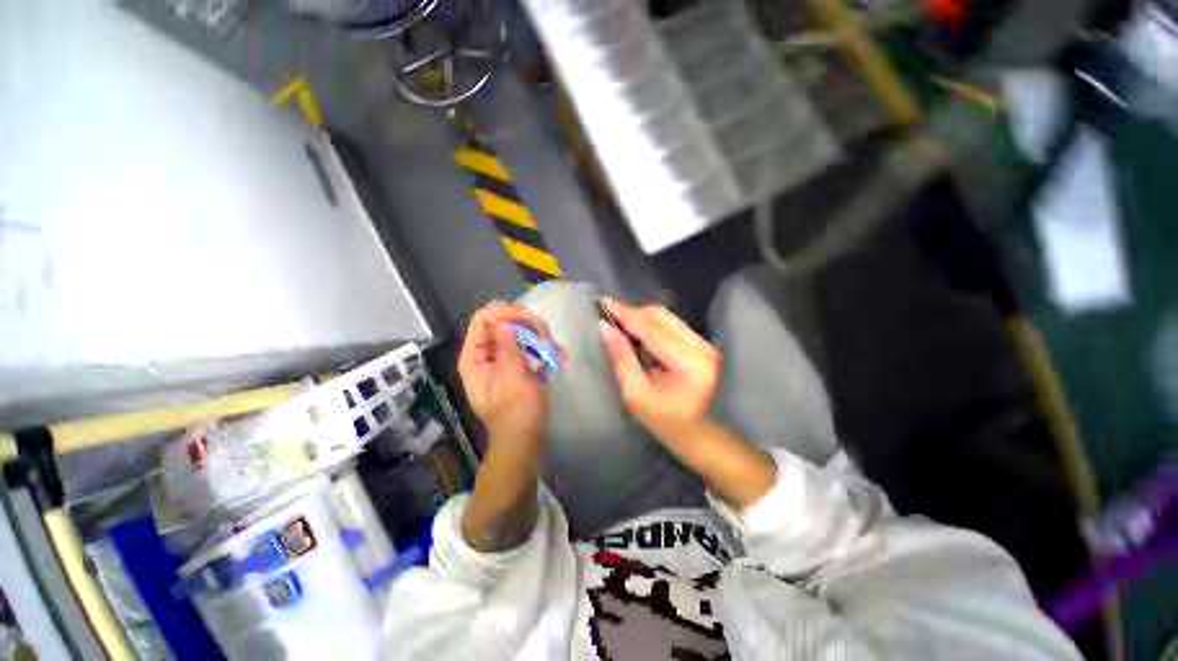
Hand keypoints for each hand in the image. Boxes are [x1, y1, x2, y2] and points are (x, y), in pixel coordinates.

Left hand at [457, 301, 553, 550]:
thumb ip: (507, 346)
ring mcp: (505, 357)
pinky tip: (557, 358)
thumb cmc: (516, 411)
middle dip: (527, 326)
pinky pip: (531, 345)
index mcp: (475, 356)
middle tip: (545, 339)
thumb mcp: (511, 377)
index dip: (505, 313)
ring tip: (553, 353)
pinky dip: (544, 348)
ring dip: (540, 337)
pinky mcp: (520, 363)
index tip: (528, 321)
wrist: (525, 438)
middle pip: (504, 321)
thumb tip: (504, 320)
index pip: (483, 318)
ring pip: (521, 331)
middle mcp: (487, 352)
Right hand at [599, 298, 775, 507]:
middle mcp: (702, 347)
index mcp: (689, 363)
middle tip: (609, 316)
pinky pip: (672, 325)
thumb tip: (604, 327)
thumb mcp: (635, 394)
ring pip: (666, 317)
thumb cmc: (664, 422)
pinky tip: (637, 333)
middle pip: (661, 316)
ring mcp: (705, 344)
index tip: (603, 302)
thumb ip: (621, 357)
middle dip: (633, 314)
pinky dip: (652, 325)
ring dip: (641, 318)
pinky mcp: (702, 344)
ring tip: (621, 325)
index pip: (652, 330)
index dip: (626, 314)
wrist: (699, 435)